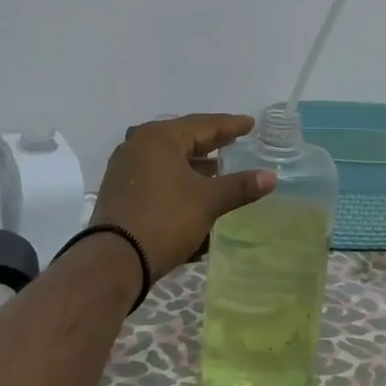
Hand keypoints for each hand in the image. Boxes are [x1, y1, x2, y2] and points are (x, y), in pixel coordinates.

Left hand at [89, 115, 274, 273]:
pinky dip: (178, 183)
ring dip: (194, 166)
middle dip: (210, 144)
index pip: (203, 125)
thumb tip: (271, 177)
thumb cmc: (165, 219)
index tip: (250, 124)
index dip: (230, 126)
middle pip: (183, 139)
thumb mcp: (208, 202)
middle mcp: (138, 145)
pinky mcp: (120, 192)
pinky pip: (157, 179)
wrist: (114, 261)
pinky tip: (194, 195)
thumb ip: (240, 186)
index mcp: (159, 137)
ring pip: (169, 161)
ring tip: (219, 171)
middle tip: (235, 141)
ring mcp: (125, 169)